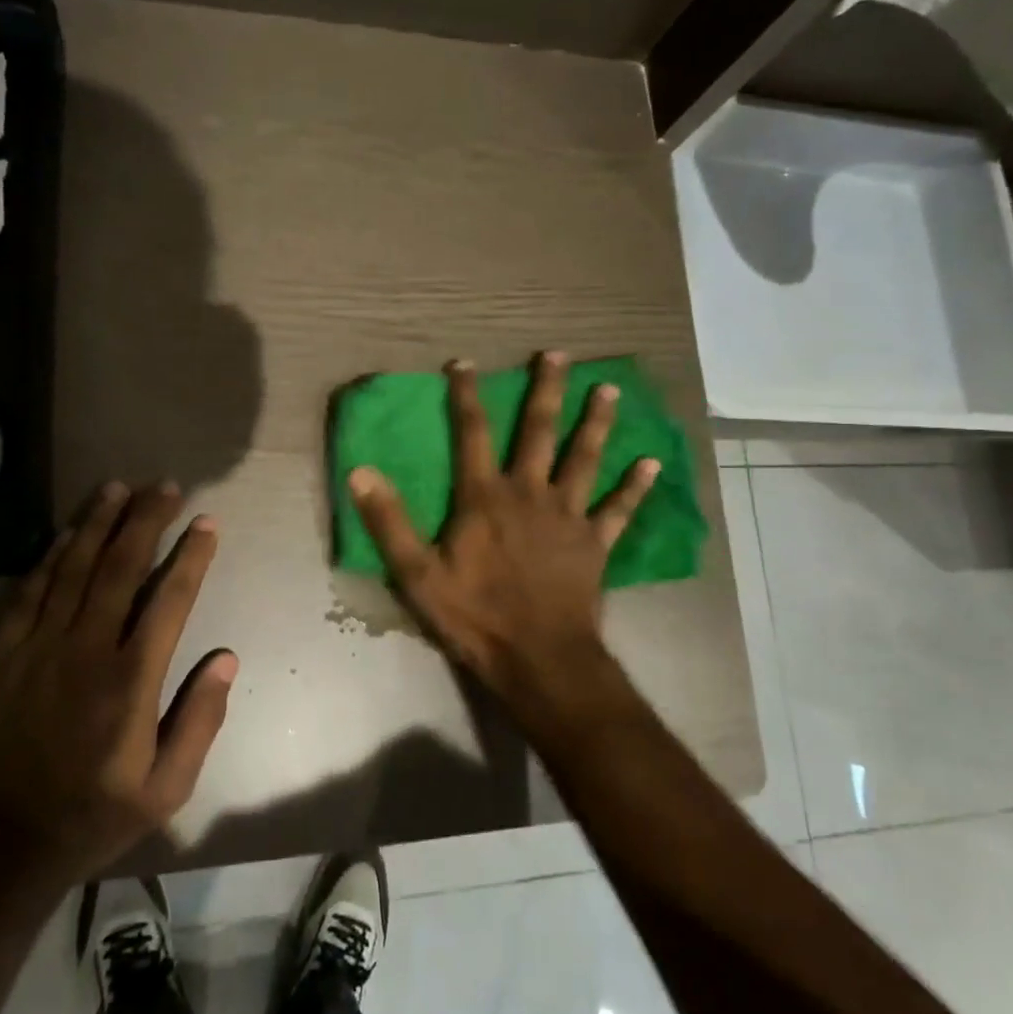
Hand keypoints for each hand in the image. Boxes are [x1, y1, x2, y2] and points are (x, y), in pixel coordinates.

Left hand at [0, 483, 236, 881]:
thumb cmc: (88, 816)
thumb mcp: (165, 789)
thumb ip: (200, 720)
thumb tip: (226, 658)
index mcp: (131, 679)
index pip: (170, 599)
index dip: (192, 556)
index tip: (207, 523)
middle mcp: (86, 649)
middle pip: (121, 567)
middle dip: (147, 520)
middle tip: (165, 487)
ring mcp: (38, 647)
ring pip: (74, 567)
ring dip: (99, 523)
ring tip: (119, 488)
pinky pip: (29, 592)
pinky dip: (51, 557)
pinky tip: (67, 534)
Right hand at [347, 351, 657, 726]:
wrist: (538, 658)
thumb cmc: (475, 616)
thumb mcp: (417, 574)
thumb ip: (389, 522)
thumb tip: (360, 471)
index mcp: (485, 497)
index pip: (472, 433)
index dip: (466, 395)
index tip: (464, 363)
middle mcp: (529, 493)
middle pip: (539, 431)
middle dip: (547, 390)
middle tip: (559, 355)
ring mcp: (568, 516)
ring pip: (584, 458)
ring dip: (596, 423)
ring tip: (609, 389)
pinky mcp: (595, 543)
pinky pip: (619, 509)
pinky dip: (635, 487)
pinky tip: (652, 463)